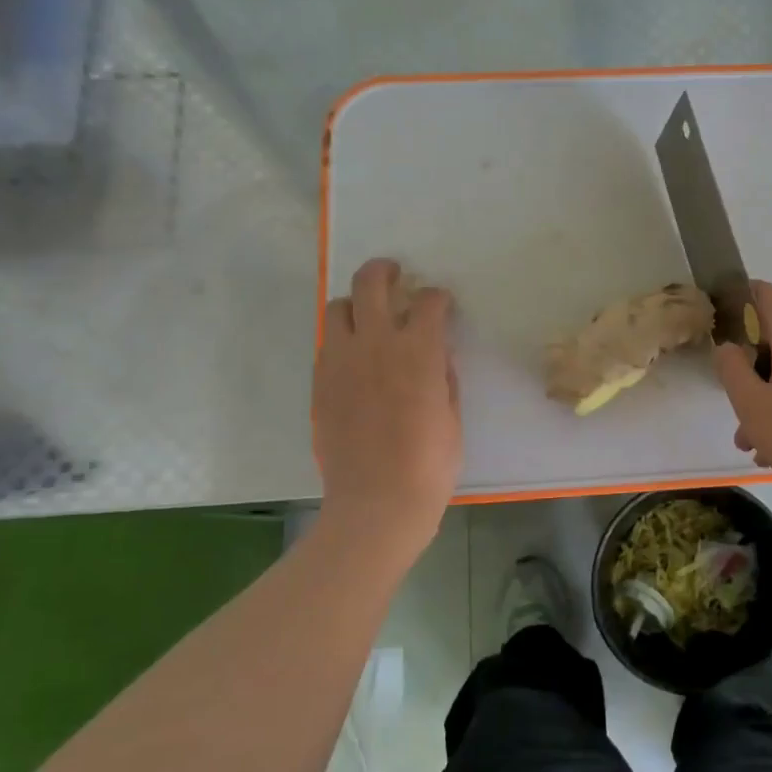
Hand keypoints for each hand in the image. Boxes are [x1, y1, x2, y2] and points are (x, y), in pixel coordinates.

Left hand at [313, 259, 461, 549]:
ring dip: (357, 304)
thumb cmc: (430, 463)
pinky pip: (327, 344)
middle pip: (371, 283)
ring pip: (339, 308)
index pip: (428, 302)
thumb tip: (435, 353)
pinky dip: (342, 339)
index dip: (438, 298)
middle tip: (394, 274)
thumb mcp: (452, 415)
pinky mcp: (320, 383)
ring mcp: (340, 362)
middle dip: (385, 271)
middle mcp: (375, 344)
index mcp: (417, 350)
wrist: (377, 500)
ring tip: (369, 317)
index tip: (442, 304)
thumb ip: (443, 375)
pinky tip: (355, 357)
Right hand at [714, 281, 771, 505]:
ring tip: (746, 434)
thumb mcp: (750, 402)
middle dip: (753, 348)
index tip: (722, 320)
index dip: (742, 298)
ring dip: (766, 385)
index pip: (767, 294)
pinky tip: (770, 444)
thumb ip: (732, 368)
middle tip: (732, 379)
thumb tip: (729, 347)